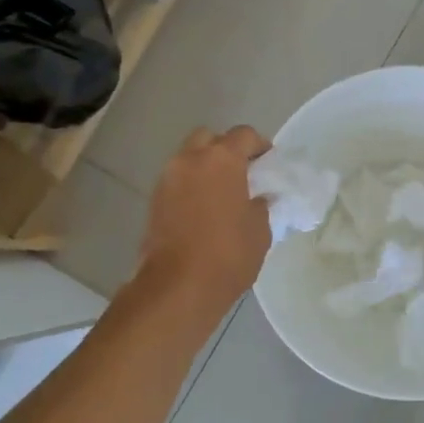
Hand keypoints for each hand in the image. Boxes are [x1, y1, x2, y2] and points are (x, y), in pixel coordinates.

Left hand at [138, 126, 273, 320]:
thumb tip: (256, 198)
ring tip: (223, 194)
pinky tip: (205, 210)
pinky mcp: (154, 201)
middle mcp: (190, 159)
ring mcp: (167, 179)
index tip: (269, 164)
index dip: (260, 146)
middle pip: (210, 139)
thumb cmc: (228, 254)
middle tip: (242, 174)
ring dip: (205, 168)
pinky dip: (191, 187)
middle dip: (226, 150)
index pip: (244, 135)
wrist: (177, 287)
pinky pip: (178, 181)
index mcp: (221, 159)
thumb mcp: (260, 229)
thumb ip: (260, 204)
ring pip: (189, 159)